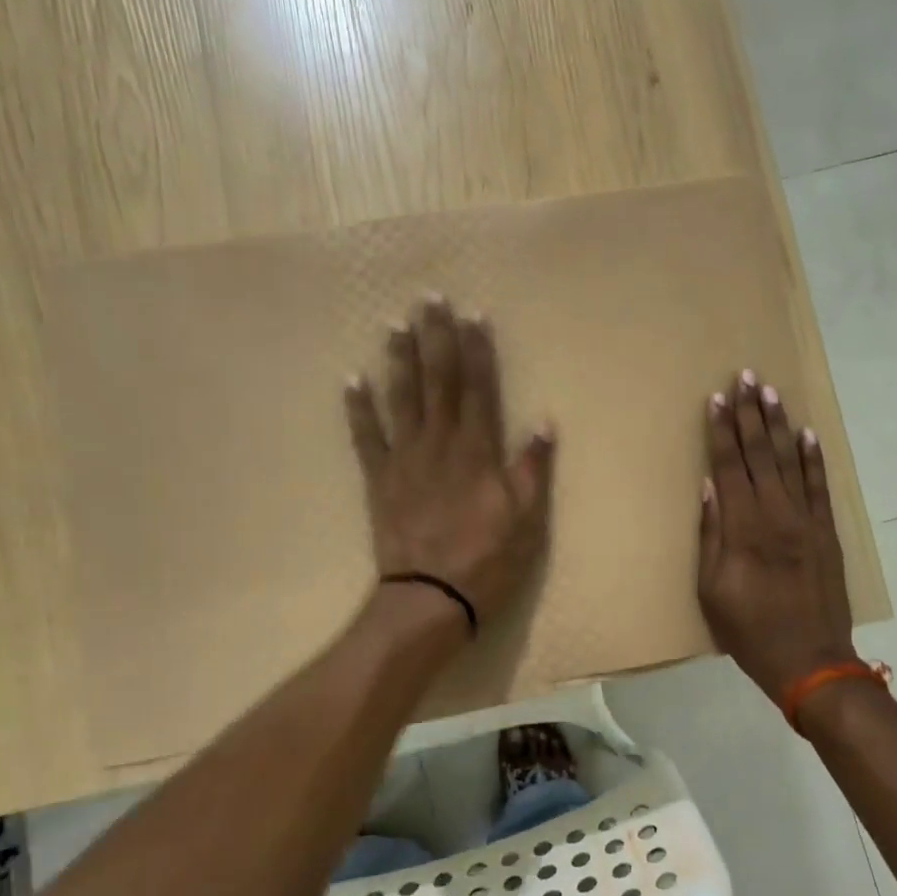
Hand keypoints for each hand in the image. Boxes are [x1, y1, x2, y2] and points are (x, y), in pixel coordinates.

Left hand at [345, 296, 554, 630]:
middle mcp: (440, 443)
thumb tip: (545, 421)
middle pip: (438, 381)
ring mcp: (405, 459)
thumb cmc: (488, 559)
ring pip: (401, 399)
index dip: (477, 349)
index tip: (473, 314)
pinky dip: (357, 408)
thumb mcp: (528, 518)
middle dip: (435, 337)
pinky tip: (351, 379)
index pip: (479, 388)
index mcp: (478, 450)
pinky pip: (365, 437)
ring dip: (399, 359)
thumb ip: (533, 467)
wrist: (431, 596)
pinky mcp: (380, 479)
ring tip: (394, 324)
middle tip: (429, 298)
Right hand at [697, 371, 855, 704]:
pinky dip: (814, 459)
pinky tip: (808, 433)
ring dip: (779, 425)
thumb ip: (711, 536)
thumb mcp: (712, 591)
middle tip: (745, 377)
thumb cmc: (750, 631)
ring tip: (771, 392)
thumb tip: (709, 488)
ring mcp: (807, 522)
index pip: (729, 467)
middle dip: (750, 415)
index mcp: (743, 529)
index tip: (716, 399)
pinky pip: (820, 487)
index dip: (722, 431)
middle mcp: (776, 515)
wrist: (812, 662)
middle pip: (760, 455)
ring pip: (790, 462)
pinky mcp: (827, 533)